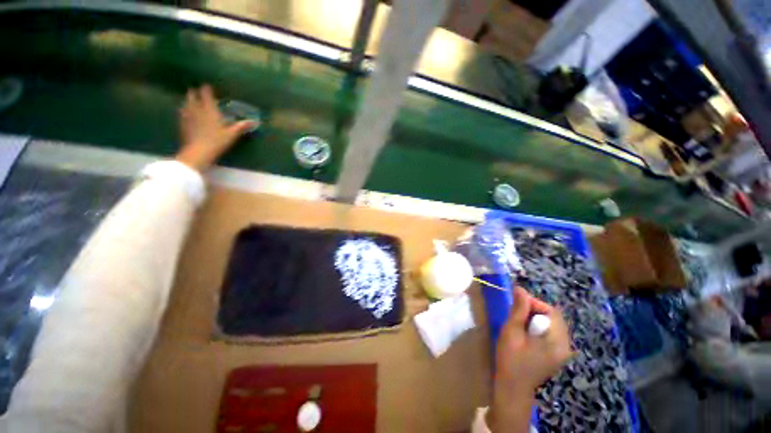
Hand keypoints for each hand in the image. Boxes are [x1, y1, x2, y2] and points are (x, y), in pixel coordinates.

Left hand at [176, 85, 256, 171]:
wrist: (198, 152)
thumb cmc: (217, 141)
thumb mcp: (232, 134)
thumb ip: (241, 126)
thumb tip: (255, 122)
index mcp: (209, 108)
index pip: (206, 92)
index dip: (207, 88)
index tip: (209, 87)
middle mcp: (196, 108)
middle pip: (192, 94)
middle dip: (195, 92)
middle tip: (199, 93)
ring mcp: (187, 115)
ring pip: (185, 102)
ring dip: (189, 100)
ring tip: (192, 102)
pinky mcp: (182, 123)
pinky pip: (182, 112)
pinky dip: (185, 110)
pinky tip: (188, 114)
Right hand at [487, 288, 571, 431]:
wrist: (512, 387)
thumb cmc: (510, 359)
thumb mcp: (511, 331)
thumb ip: (518, 310)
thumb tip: (520, 289)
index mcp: (557, 342)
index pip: (552, 312)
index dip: (534, 303)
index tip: (516, 303)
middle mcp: (565, 346)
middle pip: (553, 317)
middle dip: (534, 310)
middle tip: (516, 314)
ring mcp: (562, 352)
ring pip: (551, 324)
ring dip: (535, 318)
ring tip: (519, 323)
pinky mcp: (556, 355)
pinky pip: (550, 333)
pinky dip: (538, 328)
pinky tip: (525, 333)